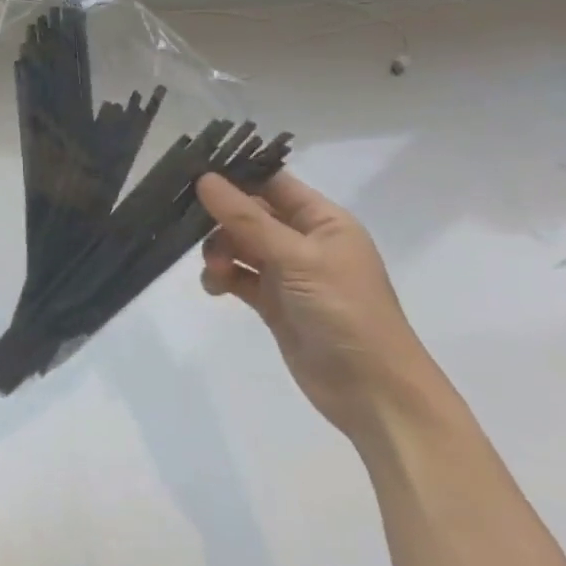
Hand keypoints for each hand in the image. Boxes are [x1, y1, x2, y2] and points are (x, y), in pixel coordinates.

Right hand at [195, 171, 438, 444]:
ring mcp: (289, 272)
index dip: (236, 175)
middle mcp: (305, 241)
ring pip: (238, 244)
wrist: (373, 393)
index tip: (192, 173)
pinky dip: (221, 277)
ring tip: (214, 271)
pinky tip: (214, 288)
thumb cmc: (345, 312)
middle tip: (194, 231)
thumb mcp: (296, 259)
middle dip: (220, 220)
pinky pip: (237, 275)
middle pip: (249, 213)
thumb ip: (247, 219)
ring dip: (219, 251)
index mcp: (324, 222)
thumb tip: (204, 178)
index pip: (273, 183)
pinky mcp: (273, 301)